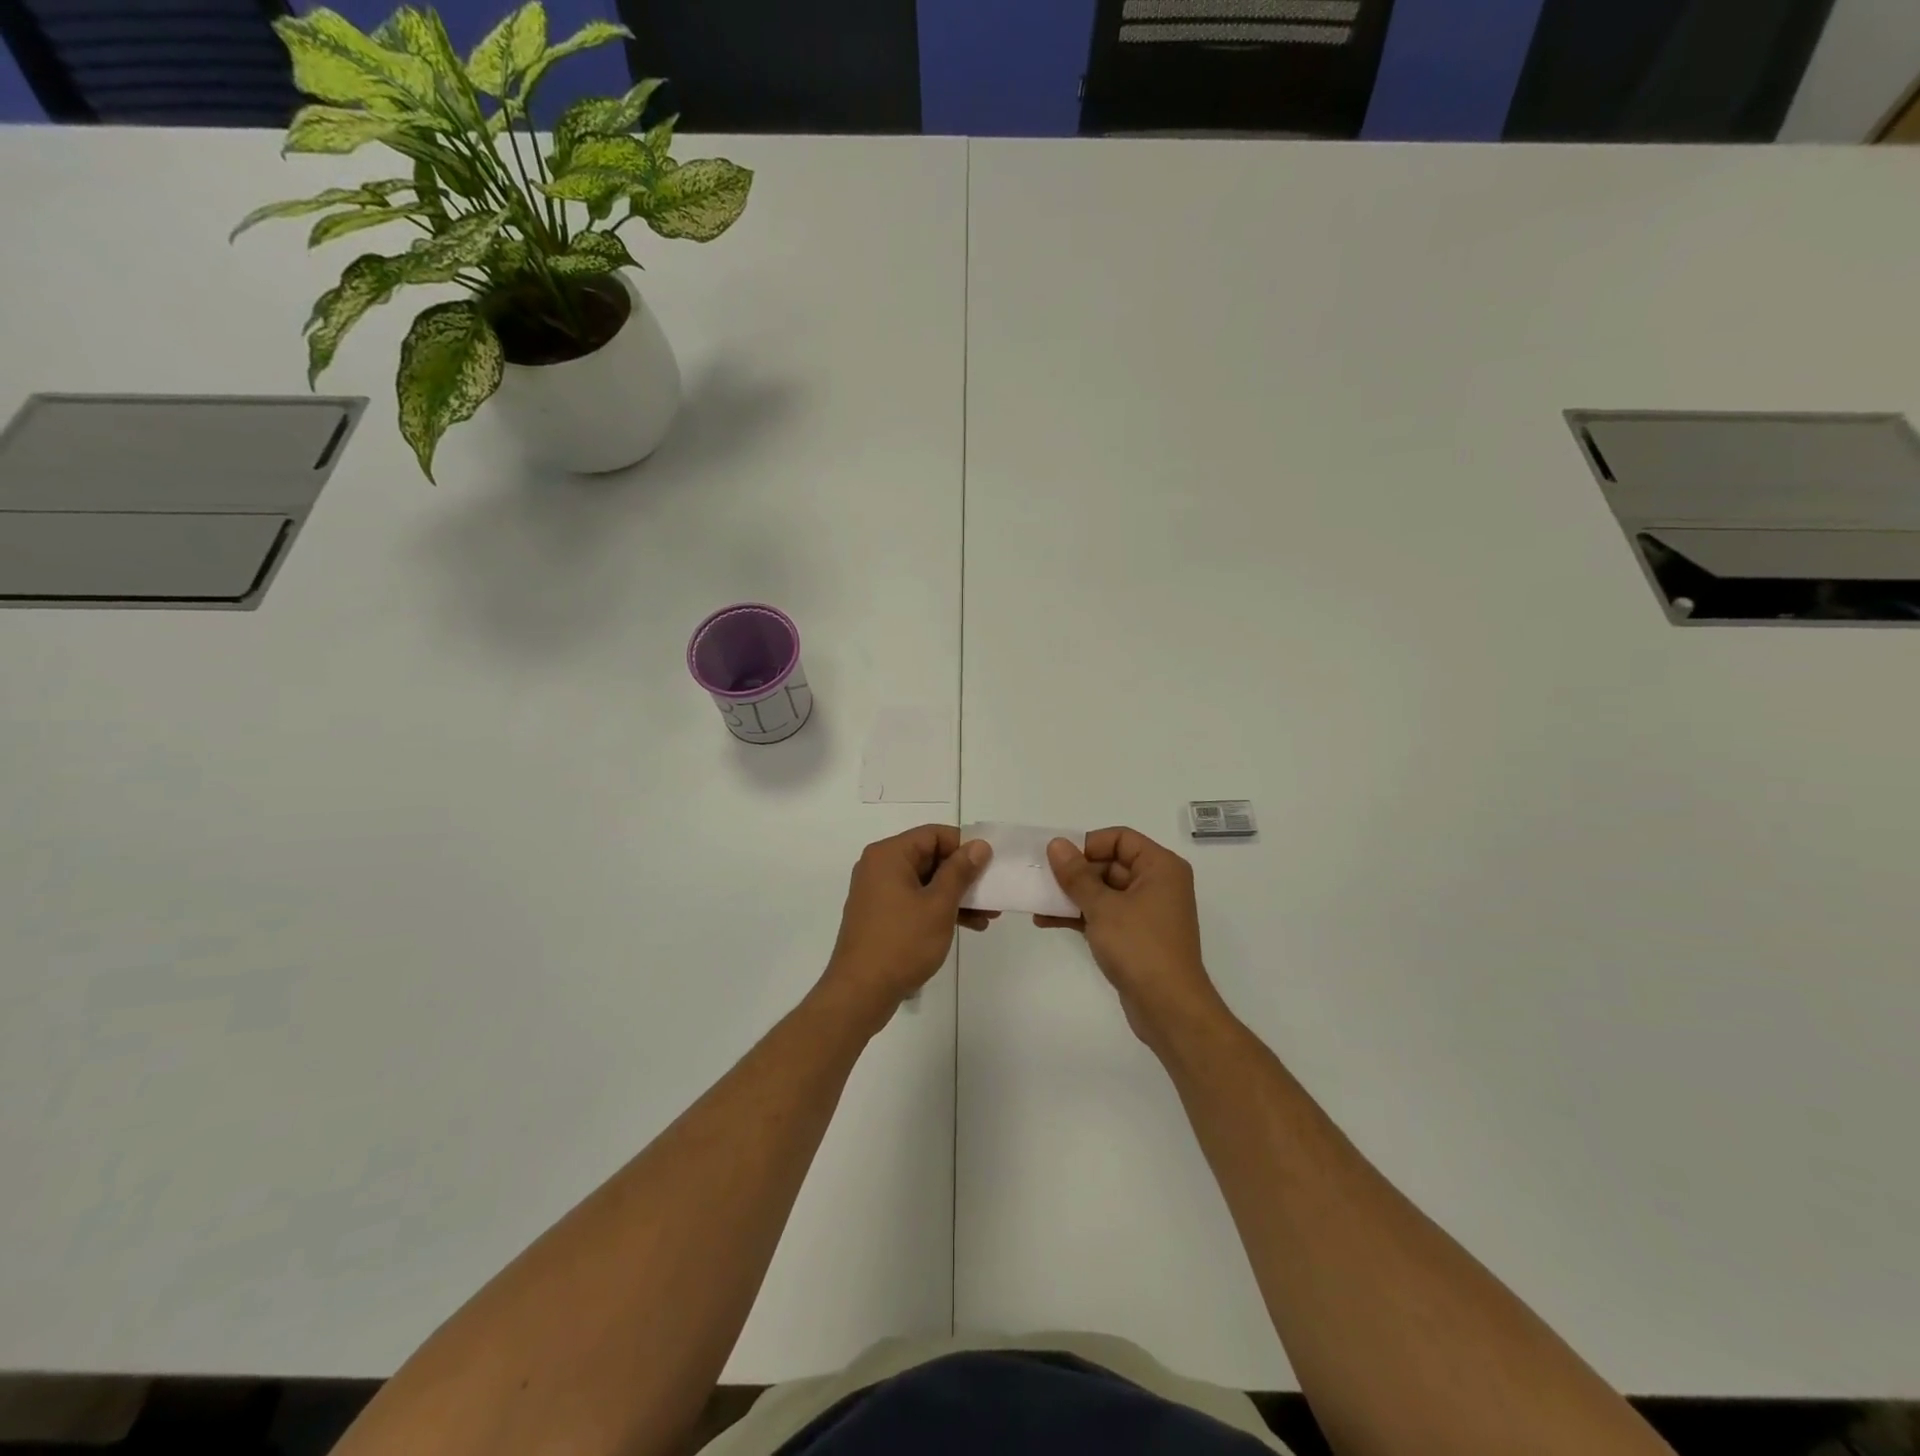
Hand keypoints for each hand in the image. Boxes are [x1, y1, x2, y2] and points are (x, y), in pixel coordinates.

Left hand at [820, 825, 994, 1028]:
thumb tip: (979, 845)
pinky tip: (968, 925)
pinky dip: (939, 908)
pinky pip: (915, 900)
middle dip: (964, 875)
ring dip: (956, 895)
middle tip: (993, 892)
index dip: (964, 847)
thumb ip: (960, 872)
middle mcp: (880, 866)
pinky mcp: (881, 914)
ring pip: (925, 882)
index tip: (989, 866)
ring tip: (988, 915)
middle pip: (930, 857)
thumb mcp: (939, 905)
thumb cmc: (902, 943)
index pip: (934, 834)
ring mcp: (878, 892)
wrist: (860, 993)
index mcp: (889, 855)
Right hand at [1041, 827, 1228, 1046]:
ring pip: (1103, 891)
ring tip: (1037, 901)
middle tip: (1041, 880)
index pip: (1120, 838)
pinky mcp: (1136, 936)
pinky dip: (1080, 915)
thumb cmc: (1140, 947)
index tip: (1060, 860)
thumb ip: (1076, 875)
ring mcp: (1147, 911)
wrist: (1168, 1008)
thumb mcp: (1102, 907)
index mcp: (1160, 867)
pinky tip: (1046, 921)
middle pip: (1110, 863)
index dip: (1088, 844)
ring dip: (1072, 895)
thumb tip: (1056, 844)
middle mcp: (1157, 884)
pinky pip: (1105, 914)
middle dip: (1074, 873)